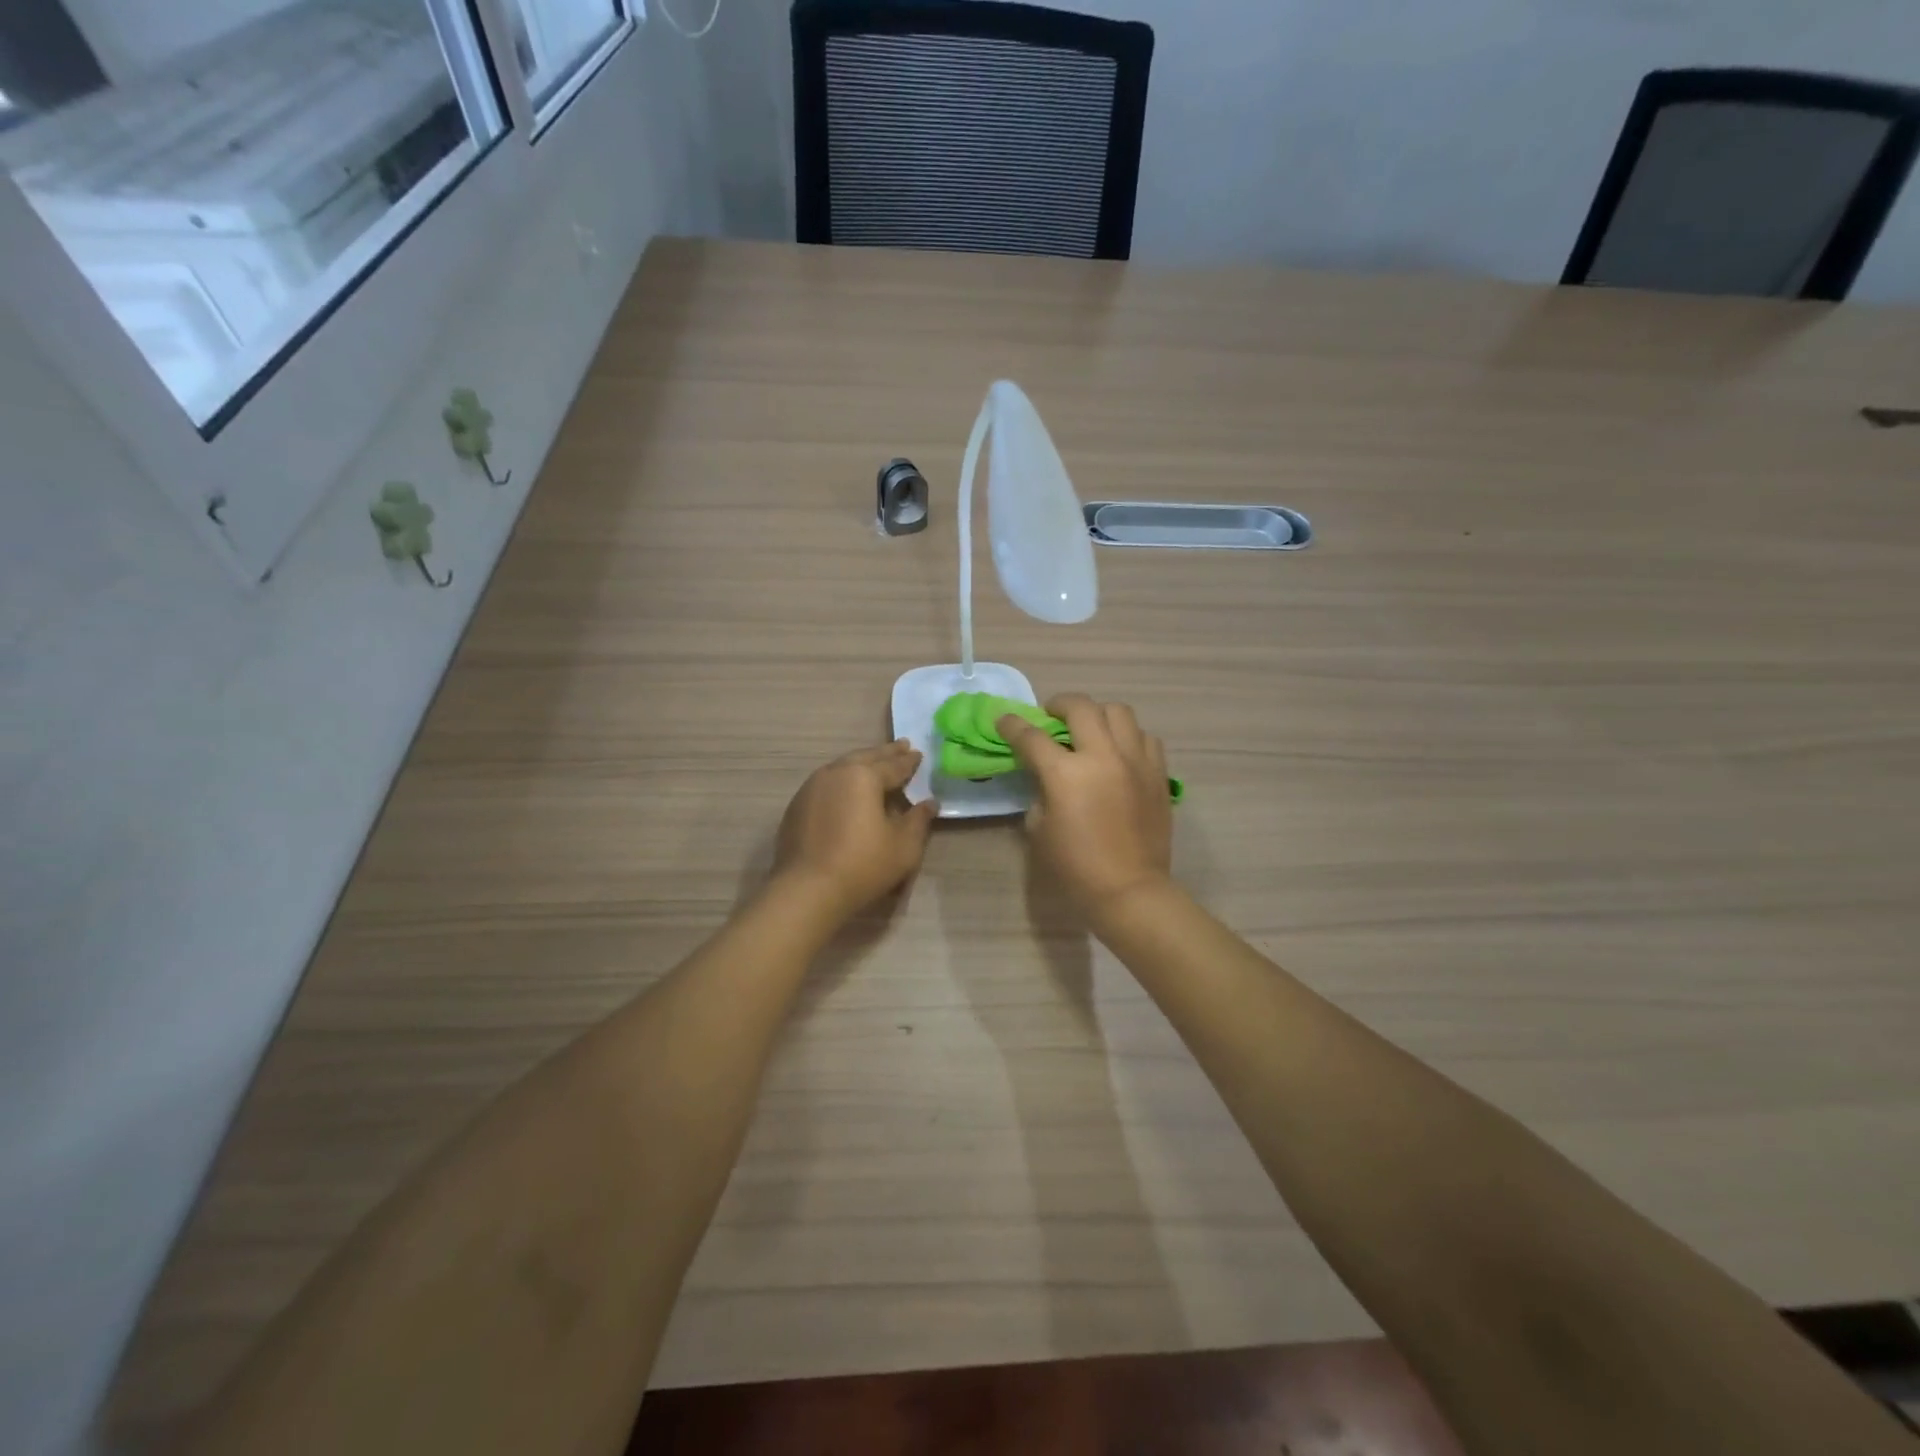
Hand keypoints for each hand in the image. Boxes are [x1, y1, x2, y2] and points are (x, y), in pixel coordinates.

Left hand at [774, 740, 937, 919]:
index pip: (893, 765)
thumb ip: (919, 820)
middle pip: (865, 757)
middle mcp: (836, 773)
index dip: (908, 761)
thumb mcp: (903, 846)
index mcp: (864, 776)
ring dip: (861, 764)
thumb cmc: (863, 864)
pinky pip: (826, 783)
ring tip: (874, 765)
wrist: (807, 890)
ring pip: (842, 767)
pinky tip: (846, 791)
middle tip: (901, 746)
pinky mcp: (797, 806)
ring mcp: (811, 788)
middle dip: (885, 753)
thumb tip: (930, 803)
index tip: (918, 754)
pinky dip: (842, 781)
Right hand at [999, 694, 1172, 917]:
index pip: (1032, 736)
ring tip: (1090, 729)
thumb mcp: (1040, 829)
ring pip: (1118, 712)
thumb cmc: (1076, 866)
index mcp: (1066, 774)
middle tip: (1051, 716)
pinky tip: (1119, 752)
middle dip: (1059, 704)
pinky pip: (1144, 737)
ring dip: (1097, 715)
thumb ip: (1039, 792)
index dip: (1013, 726)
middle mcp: (1103, 756)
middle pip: (1080, 707)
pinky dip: (1127, 737)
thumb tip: (1044, 775)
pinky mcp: (1157, 772)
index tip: (1004, 720)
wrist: (1130, 889)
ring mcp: (1135, 760)